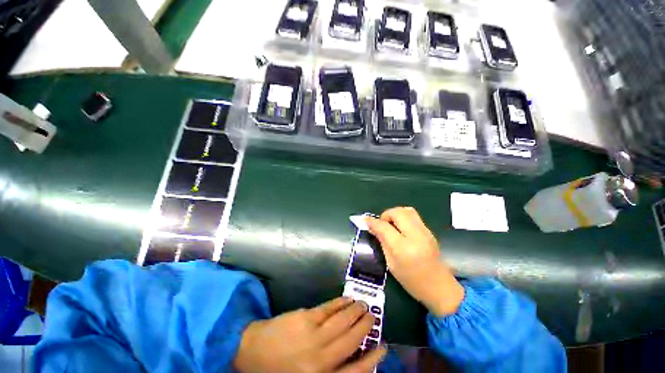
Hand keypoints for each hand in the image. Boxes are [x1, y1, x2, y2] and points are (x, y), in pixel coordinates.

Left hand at [234, 297, 385, 372]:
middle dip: (365, 327)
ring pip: (343, 321)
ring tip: (364, 304)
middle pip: (352, 340)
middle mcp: (321, 359)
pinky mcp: (306, 318)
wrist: (252, 351)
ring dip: (355, 311)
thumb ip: (329, 370)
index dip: (373, 359)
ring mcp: (314, 336)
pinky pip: (329, 309)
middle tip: (373, 316)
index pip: (356, 371)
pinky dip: (341, 303)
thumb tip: (352, 356)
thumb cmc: (279, 371)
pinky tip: (347, 299)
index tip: (383, 347)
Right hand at [366, 207, 463, 316]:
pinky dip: (403, 217)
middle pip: (397, 212)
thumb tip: (372, 227)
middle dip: (386, 215)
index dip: (373, 222)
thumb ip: (382, 242)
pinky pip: (413, 216)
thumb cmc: (411, 280)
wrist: (439, 287)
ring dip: (395, 214)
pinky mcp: (429, 231)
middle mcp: (415, 235)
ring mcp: (425, 232)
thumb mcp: (391, 263)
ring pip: (407, 210)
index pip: (384, 226)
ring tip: (392, 225)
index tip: (365, 221)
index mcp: (403, 247)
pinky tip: (401, 229)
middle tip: (382, 225)